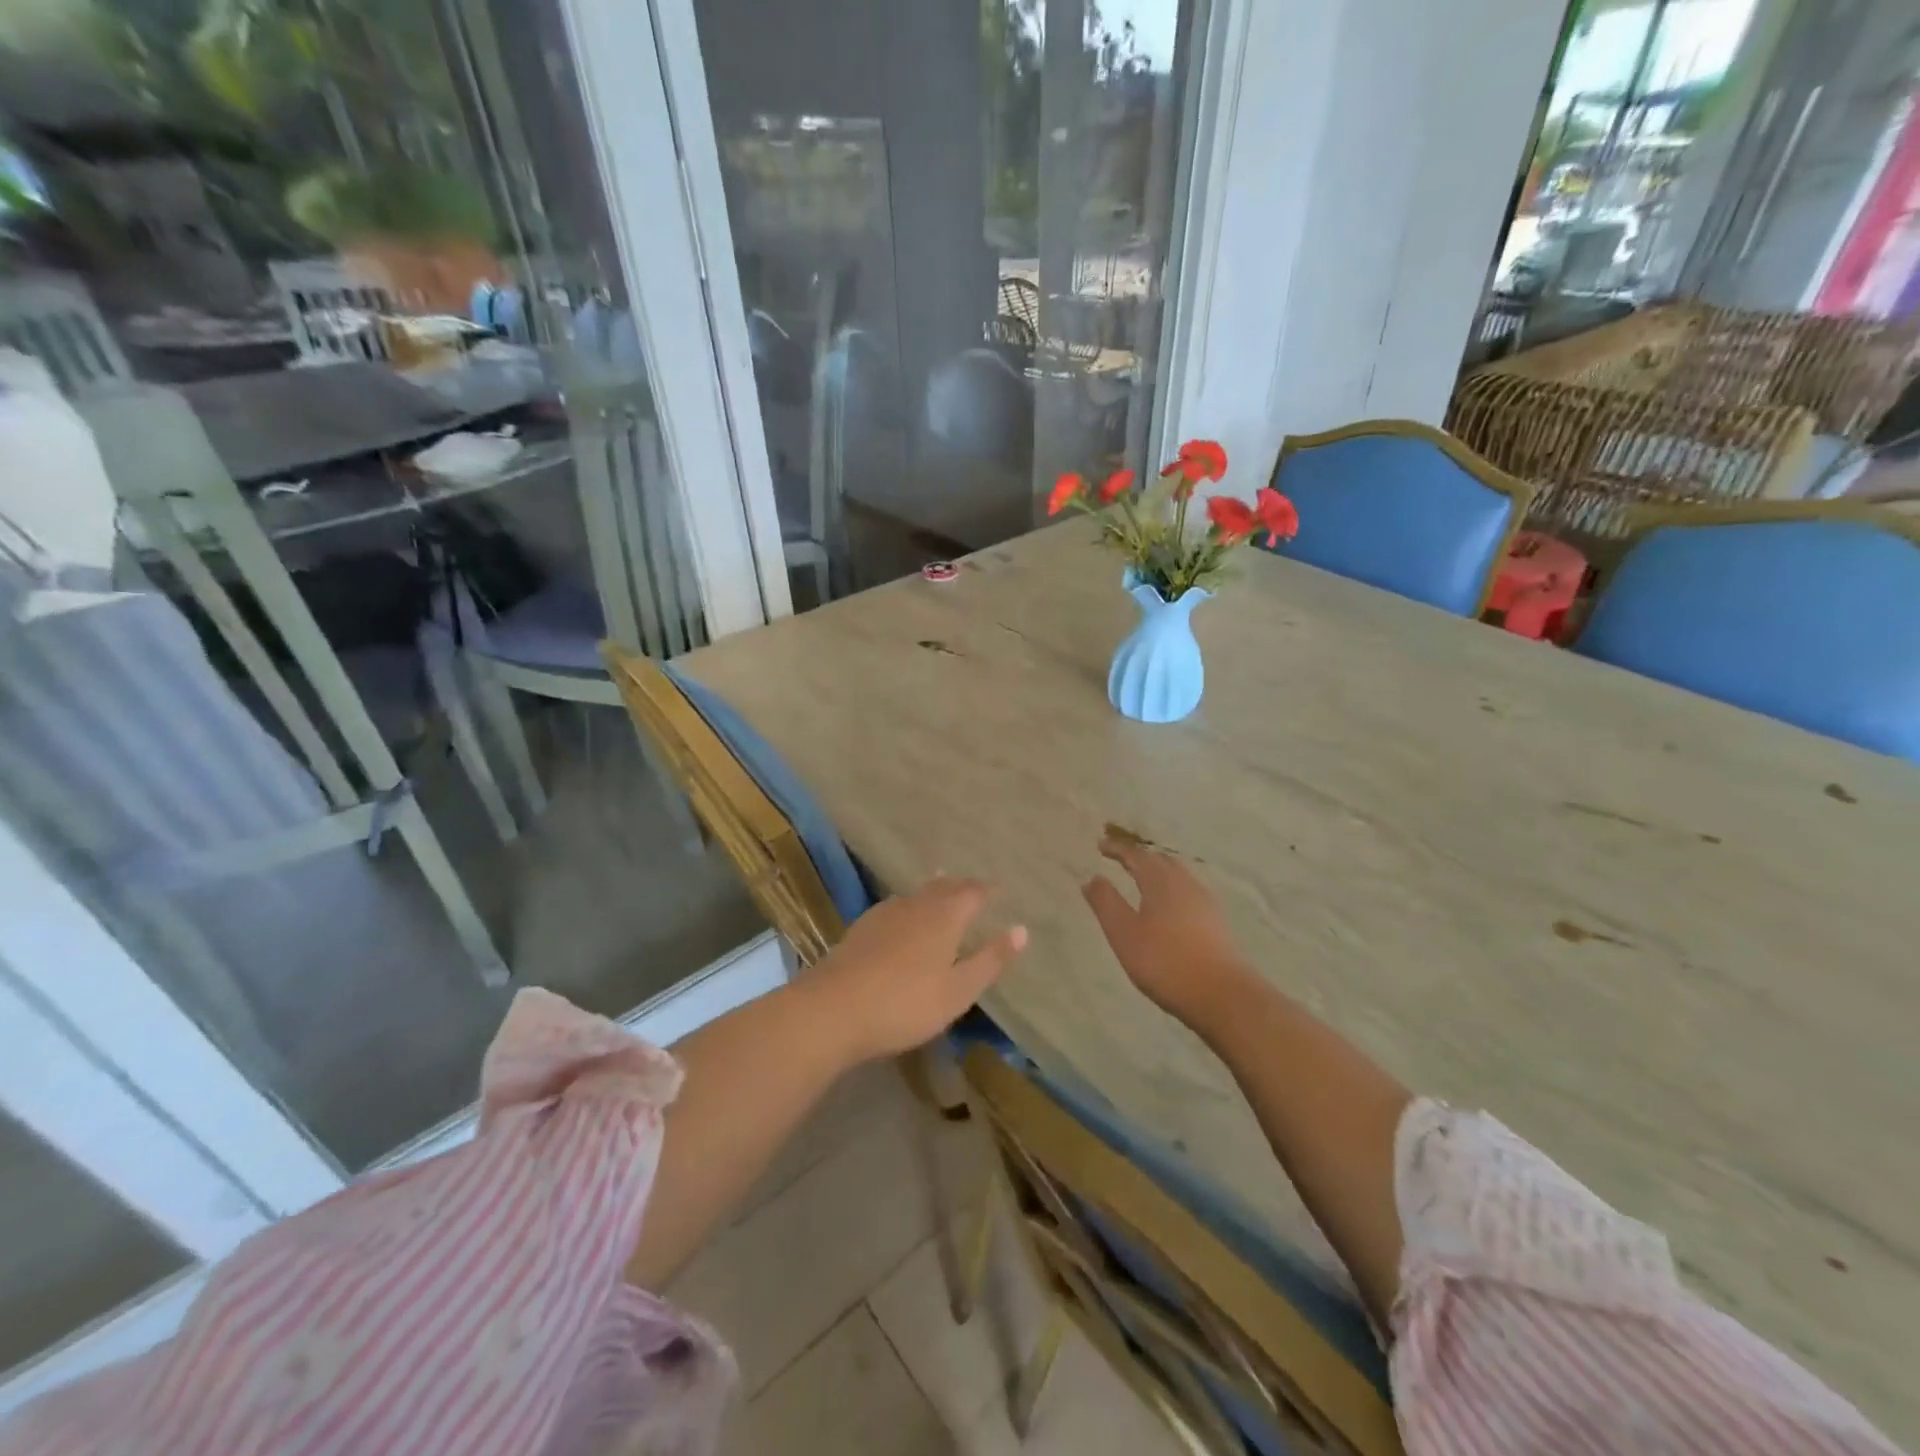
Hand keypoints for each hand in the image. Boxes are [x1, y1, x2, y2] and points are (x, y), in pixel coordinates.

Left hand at [801, 877, 1026, 1062]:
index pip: (973, 893)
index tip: (1000, 890)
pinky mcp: (861, 928)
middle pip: (943, 886)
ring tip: (943, 894)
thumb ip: (990, 959)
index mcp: (945, 916)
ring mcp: (884, 914)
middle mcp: (916, 905)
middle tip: (974, 890)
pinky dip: (910, 907)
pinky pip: (895, 907)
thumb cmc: (905, 1004)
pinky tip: (903, 919)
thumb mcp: (958, 990)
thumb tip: (1022, 930)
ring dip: (934, 892)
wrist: (832, 1009)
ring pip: (917, 894)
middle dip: (962, 886)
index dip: (988, 891)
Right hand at [1082, 836, 1254, 1031]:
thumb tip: (1092, 878)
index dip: (1118, 849)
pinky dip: (1172, 888)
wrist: (1223, 995)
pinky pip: (1189, 891)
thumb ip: (1106, 903)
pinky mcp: (1217, 921)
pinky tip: (1171, 905)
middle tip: (1121, 858)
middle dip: (1140, 856)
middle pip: (1161, 860)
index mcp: (1161, 881)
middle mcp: (1185, 884)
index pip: (1137, 856)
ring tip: (1144, 878)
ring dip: (1158, 871)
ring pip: (1178, 875)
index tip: (1101, 846)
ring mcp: (1205, 902)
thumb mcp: (1124, 933)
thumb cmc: (1165, 962)